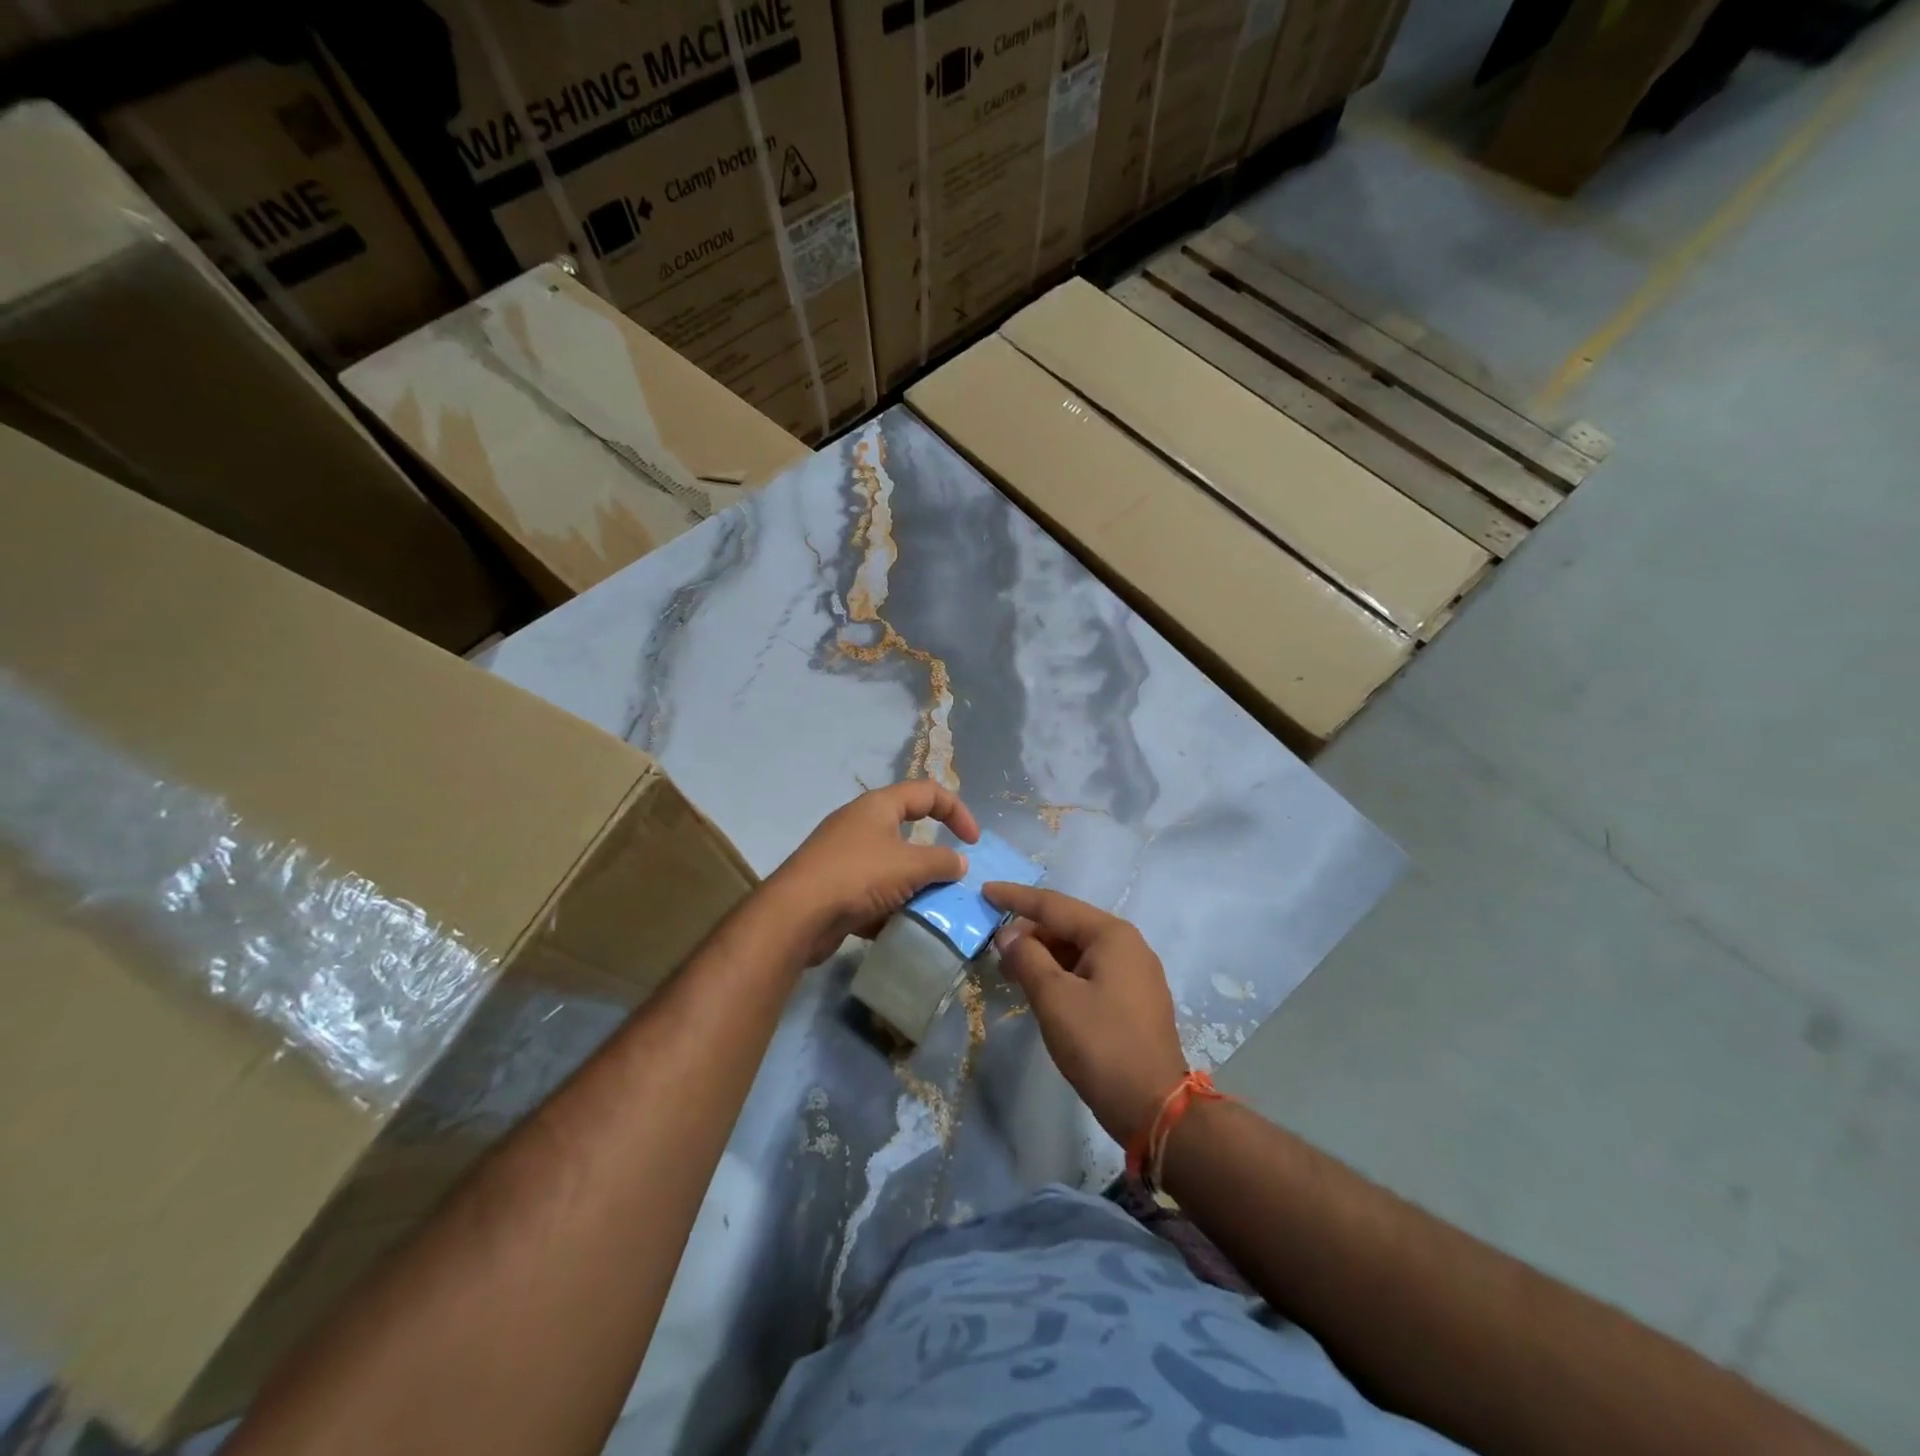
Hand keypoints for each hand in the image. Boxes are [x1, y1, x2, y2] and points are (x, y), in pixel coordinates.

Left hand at [766, 781, 980, 966]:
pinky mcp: (834, 887)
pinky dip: (889, 906)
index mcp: (878, 806)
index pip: (928, 792)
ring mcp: (844, 856)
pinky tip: (900, 926)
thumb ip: (942, 862)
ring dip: (913, 885)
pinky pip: (872, 892)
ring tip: (930, 907)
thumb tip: (959, 863)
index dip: (957, 811)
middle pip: (908, 830)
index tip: (974, 842)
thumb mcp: (910, 866)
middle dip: (933, 856)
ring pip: (891, 866)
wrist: (796, 915)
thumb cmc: (858, 877)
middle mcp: (860, 824)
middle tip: (951, 879)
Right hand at [983, 883, 1188, 1147]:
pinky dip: (1061, 973)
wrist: (1154, 1108)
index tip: (985, 891)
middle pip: (1068, 926)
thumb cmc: (1101, 1045)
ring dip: (1043, 955)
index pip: (1054, 905)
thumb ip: (1027, 958)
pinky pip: (1089, 971)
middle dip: (1030, 932)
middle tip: (994, 947)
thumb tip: (1008, 934)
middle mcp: (1127, 945)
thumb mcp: (1055, 999)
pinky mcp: (1133, 999)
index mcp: (1112, 935)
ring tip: (1011, 971)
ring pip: (1078, 950)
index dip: (1016, 898)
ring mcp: (1134, 973)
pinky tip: (1040, 988)